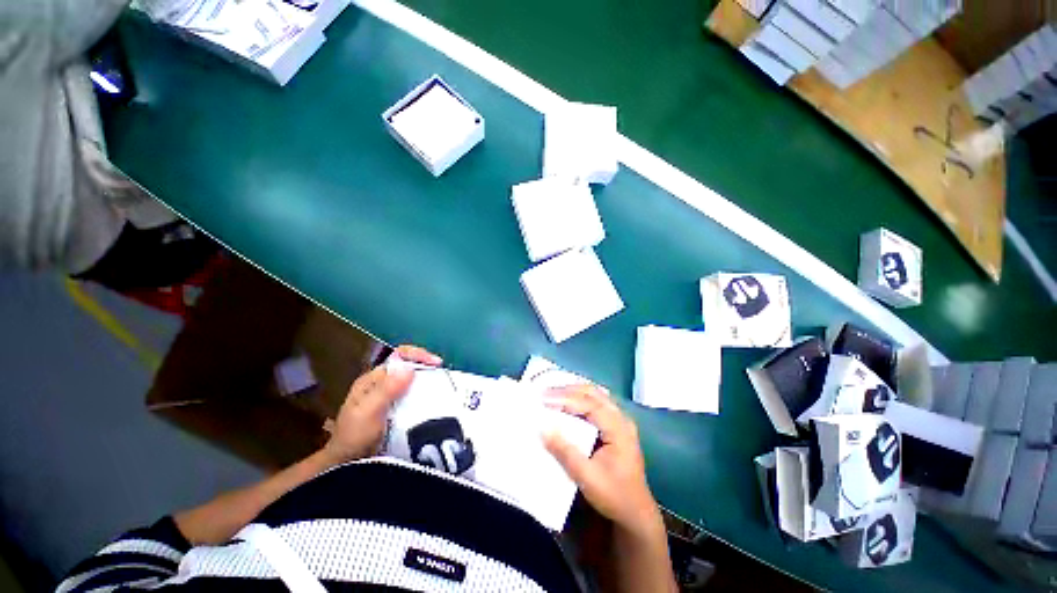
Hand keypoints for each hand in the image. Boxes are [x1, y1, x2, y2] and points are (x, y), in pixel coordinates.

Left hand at [323, 345, 441, 464]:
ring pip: (415, 382)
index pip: (399, 356)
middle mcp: (384, 384)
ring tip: (445, 389)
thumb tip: (409, 368)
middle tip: (443, 376)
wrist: (347, 466)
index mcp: (374, 379)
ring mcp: (393, 397)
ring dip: (429, 383)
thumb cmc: (354, 438)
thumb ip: (386, 390)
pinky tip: (437, 403)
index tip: (436, 363)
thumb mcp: (367, 412)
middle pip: (410, 366)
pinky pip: (418, 397)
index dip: (418, 355)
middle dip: (427, 368)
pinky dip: (428, 397)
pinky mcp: (401, 410)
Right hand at [542, 385, 661, 537]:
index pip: (590, 404)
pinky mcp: (616, 425)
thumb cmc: (614, 495)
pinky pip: (597, 403)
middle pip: (594, 393)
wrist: (636, 513)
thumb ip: (565, 452)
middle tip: (546, 392)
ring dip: (574, 392)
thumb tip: (542, 428)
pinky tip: (569, 401)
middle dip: (569, 390)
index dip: (566, 398)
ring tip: (553, 394)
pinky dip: (580, 399)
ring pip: (596, 395)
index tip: (544, 399)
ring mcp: (620, 420)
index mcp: (619, 428)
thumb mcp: (587, 477)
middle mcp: (621, 418)